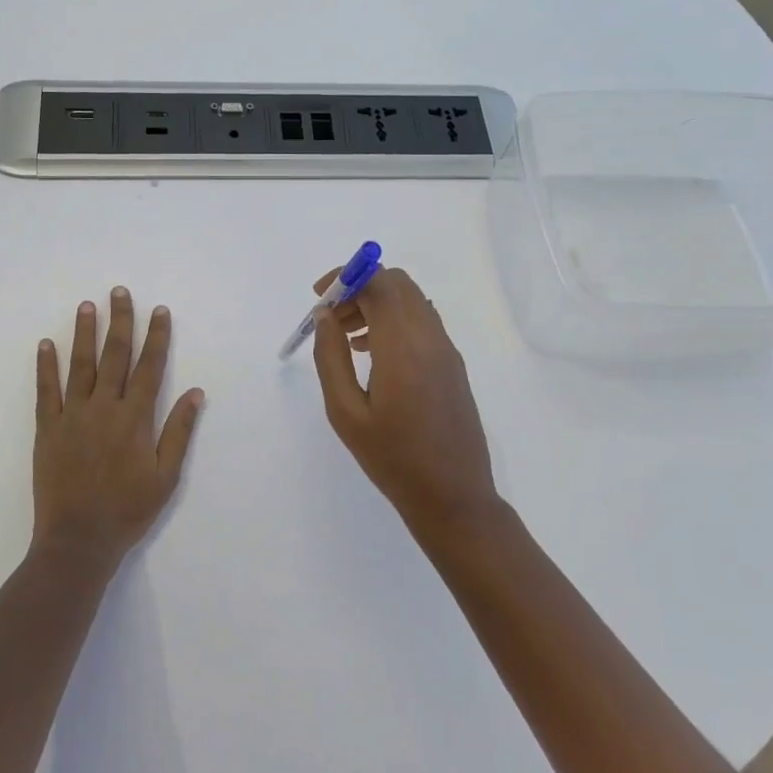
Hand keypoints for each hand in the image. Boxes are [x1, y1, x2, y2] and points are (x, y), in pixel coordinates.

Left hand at [34, 286, 203, 562]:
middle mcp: (105, 408)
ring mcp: (73, 416)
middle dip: (120, 321)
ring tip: (87, 305)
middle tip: (120, 292)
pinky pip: (47, 390)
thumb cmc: (128, 510)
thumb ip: (178, 431)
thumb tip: (195, 393)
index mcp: (135, 418)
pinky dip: (46, 366)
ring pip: (81, 365)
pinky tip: (46, 344)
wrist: (78, 540)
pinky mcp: (48, 428)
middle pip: (115, 356)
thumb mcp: (166, 476)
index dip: (156, 337)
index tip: (159, 310)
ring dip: (85, 333)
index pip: (150, 367)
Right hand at [312, 267, 500, 539]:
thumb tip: (325, 316)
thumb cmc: (392, 458)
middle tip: (332, 318)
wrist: (453, 496)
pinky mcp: (453, 364)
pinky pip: (422, 322)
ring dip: (377, 304)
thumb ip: (331, 358)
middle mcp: (430, 337)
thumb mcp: (346, 412)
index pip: (378, 282)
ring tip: (347, 338)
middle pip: (396, 283)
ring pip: (411, 301)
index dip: (346, 276)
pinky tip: (374, 355)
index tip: (319, 296)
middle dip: (360, 287)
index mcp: (403, 345)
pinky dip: (395, 320)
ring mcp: (446, 350)